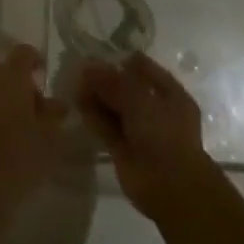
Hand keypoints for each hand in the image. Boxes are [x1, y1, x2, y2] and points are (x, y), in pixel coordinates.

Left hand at [0, 44, 67, 243]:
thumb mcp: (50, 135)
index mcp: (12, 74)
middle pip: (7, 70)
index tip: (46, 79)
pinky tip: (7, 138)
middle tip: (39, 109)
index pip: (23, 52)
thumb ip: (55, 113)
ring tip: (25, 127)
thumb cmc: (21, 153)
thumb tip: (56, 103)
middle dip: (23, 84)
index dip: (36, 61)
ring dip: (9, 100)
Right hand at [75, 54, 221, 222]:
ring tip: (73, 85)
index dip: (120, 61)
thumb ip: (113, 81)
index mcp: (169, 93)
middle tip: (79, 70)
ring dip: (95, 97)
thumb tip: (88, 66)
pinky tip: (77, 105)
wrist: (170, 187)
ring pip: (114, 108)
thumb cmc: (164, 134)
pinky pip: (106, 128)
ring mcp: (139, 130)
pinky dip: (93, 117)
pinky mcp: (123, 149)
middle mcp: (155, 109)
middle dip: (104, 79)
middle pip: (125, 88)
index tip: (96, 55)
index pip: (142, 68)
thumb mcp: (140, 99)